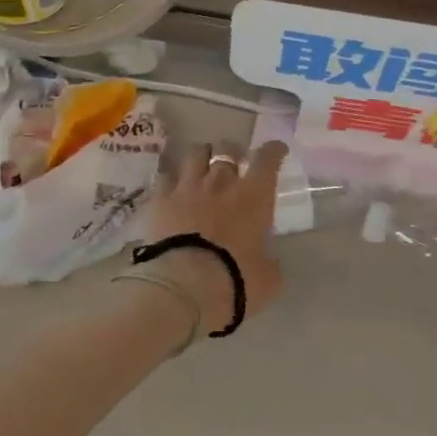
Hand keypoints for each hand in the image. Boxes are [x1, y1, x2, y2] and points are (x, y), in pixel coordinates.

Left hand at [133, 139, 289, 333]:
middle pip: (227, 150)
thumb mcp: (267, 279)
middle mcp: (221, 182)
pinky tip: (171, 187)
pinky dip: (171, 179)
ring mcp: (187, 188)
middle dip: (233, 153)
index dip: (274, 151)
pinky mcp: (159, 200)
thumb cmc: (235, 280)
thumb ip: (269, 264)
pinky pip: (165, 176)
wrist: (184, 285)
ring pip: (195, 154)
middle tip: (234, 162)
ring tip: (201, 165)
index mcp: (254, 196)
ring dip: (201, 156)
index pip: (267, 160)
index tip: (276, 150)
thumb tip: (269, 263)